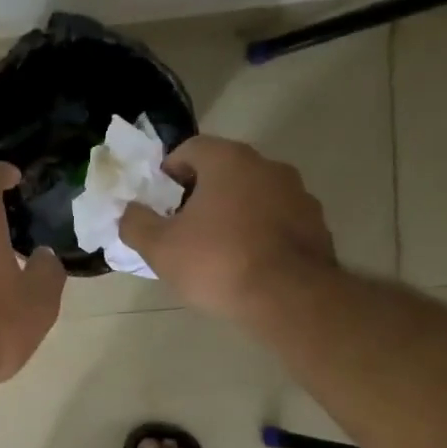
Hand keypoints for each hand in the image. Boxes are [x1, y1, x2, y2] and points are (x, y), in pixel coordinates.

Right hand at [119, 136, 335, 320]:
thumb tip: (129, 212)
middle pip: (224, 171)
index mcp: (228, 161)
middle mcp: (267, 166)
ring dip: (233, 213)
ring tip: (216, 251)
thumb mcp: (159, 248)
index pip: (190, 148)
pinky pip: (277, 221)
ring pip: (253, 196)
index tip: (159, 204)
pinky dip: (260, 234)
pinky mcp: (317, 225)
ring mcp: (298, 194)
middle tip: (182, 228)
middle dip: (200, 194)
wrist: (290, 299)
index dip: (168, 173)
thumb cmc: (218, 263)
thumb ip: (135, 223)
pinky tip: (248, 265)